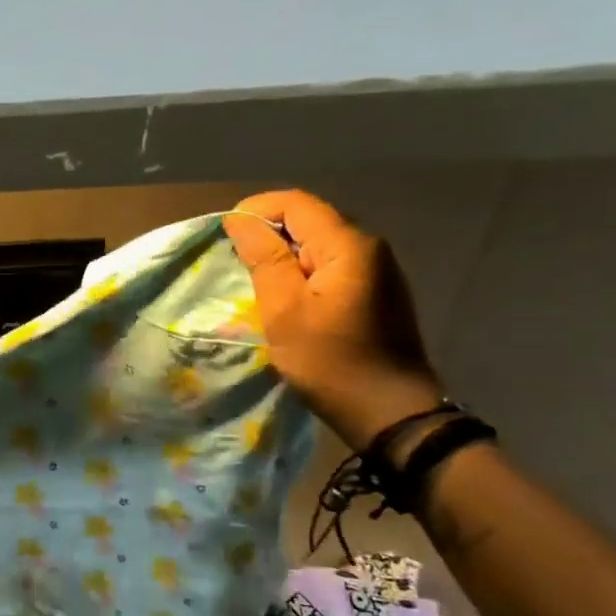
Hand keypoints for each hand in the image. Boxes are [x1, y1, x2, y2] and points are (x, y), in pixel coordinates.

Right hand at [223, 191, 445, 449]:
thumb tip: (241, 219)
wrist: (390, 413)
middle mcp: (369, 247)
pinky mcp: (376, 293)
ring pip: (319, 243)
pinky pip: (331, 265)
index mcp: (348, 245)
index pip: (295, 203)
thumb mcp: (284, 309)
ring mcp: (377, 270)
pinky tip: (288, 298)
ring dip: (284, 254)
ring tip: (257, 282)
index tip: (225, 235)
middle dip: (269, 232)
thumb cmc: (330, 361)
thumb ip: (263, 258)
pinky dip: (302, 271)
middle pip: (310, 219)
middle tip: (237, 262)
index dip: (256, 210)